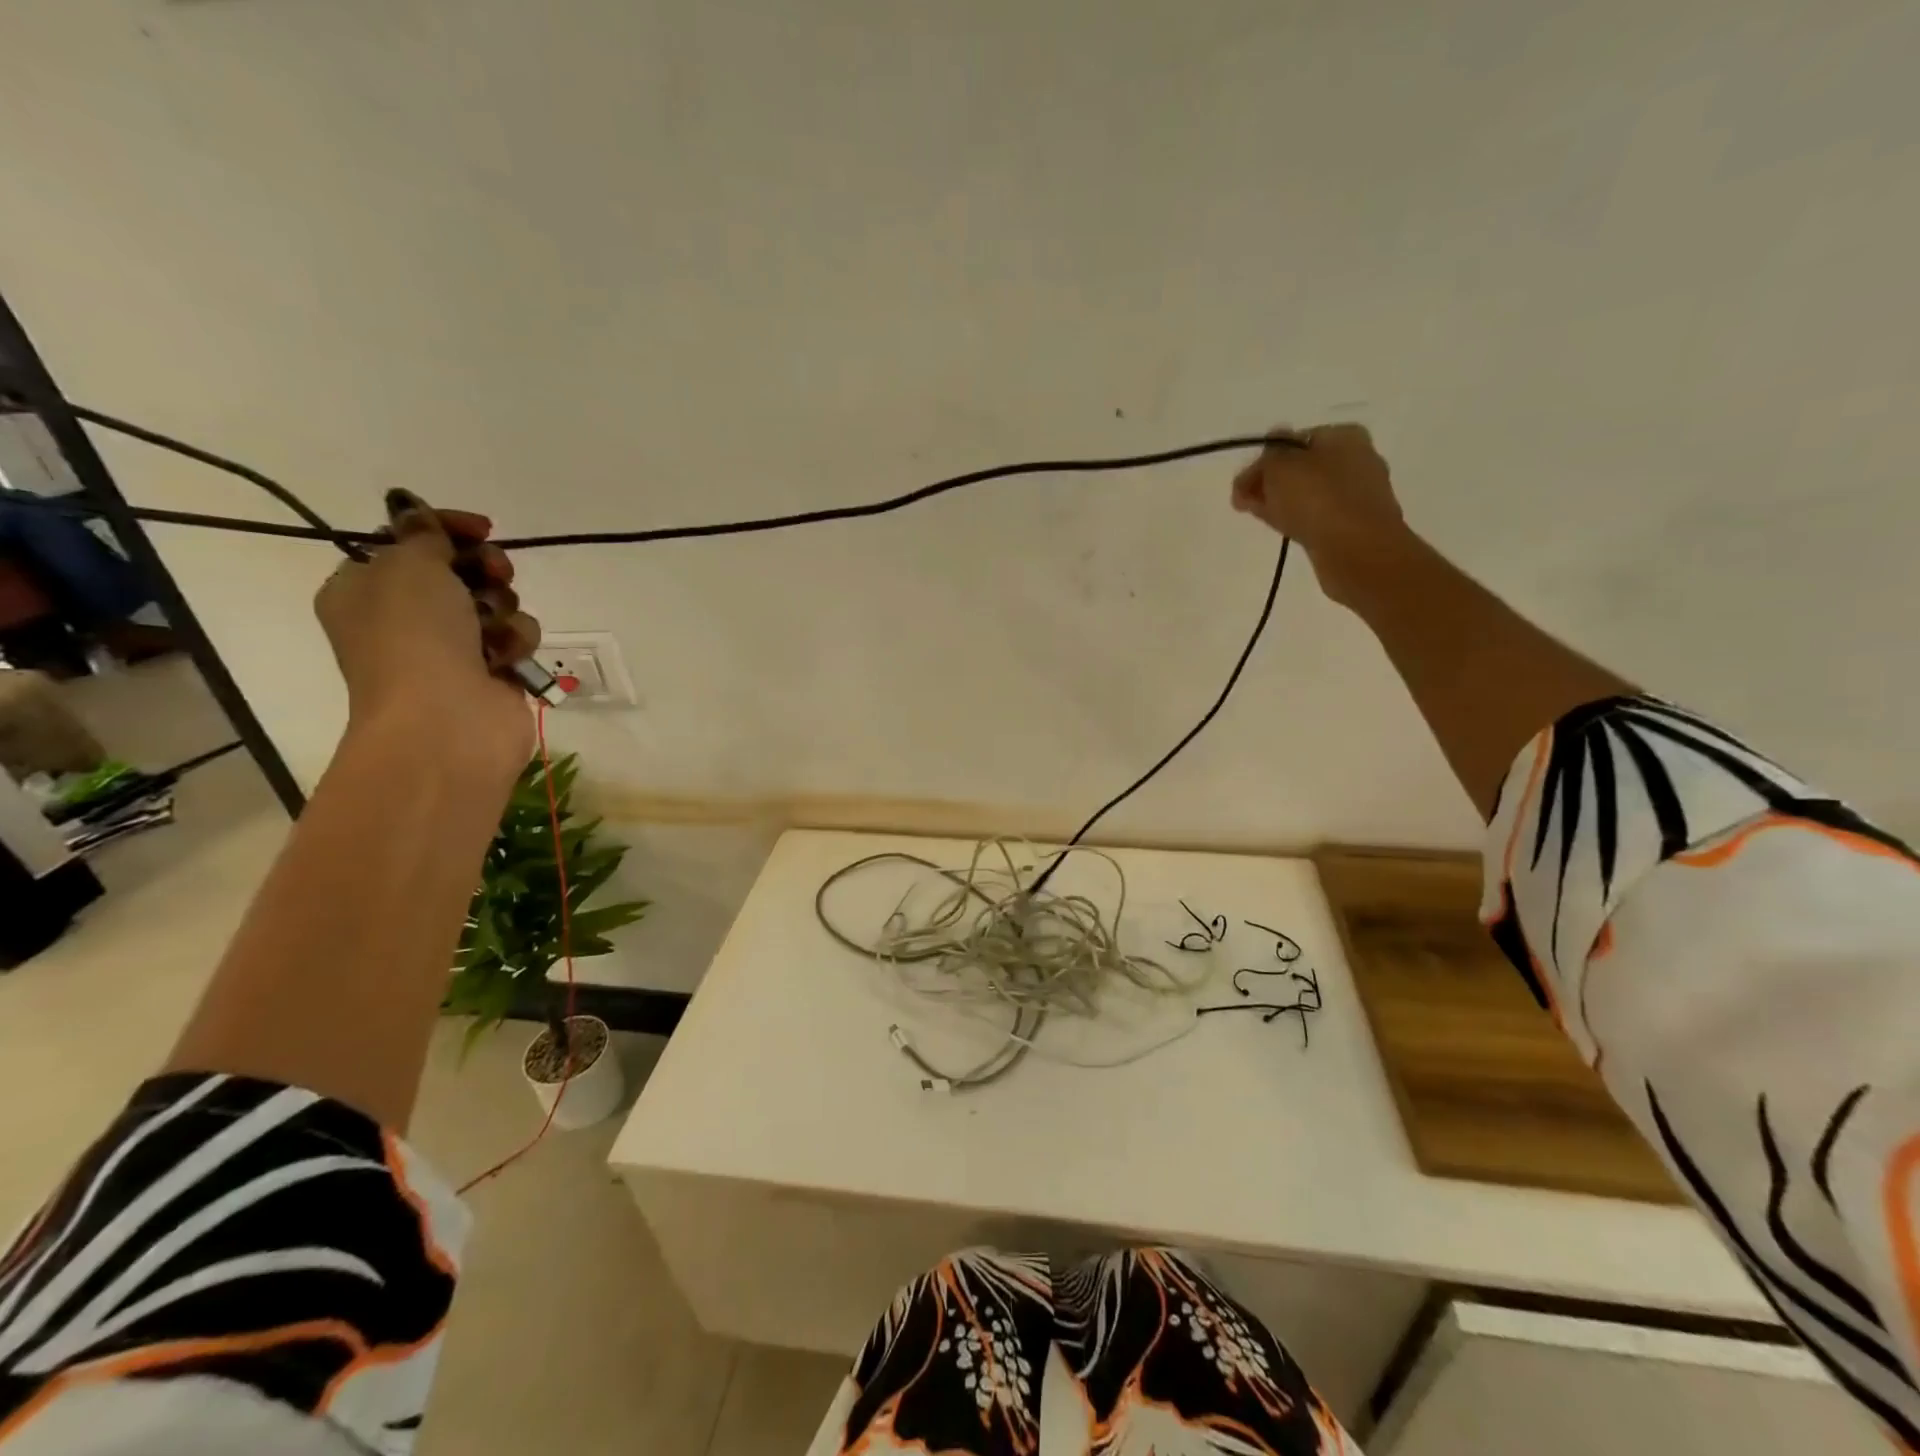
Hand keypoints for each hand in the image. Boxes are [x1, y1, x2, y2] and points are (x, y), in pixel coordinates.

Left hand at [314, 502, 539, 771]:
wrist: (446, 720)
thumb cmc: (414, 637)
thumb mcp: (408, 566)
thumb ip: (423, 535)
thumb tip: (416, 514)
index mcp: (366, 588)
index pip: (409, 541)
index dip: (447, 528)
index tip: (483, 528)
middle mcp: (405, 616)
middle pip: (460, 570)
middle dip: (485, 568)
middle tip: (496, 573)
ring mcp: (450, 647)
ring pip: (496, 603)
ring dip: (502, 608)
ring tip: (494, 629)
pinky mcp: (491, 672)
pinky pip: (515, 638)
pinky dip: (514, 642)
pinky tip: (505, 657)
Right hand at [1230, 423, 1410, 604]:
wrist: (1357, 551)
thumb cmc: (1318, 500)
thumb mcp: (1280, 467)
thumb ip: (1268, 457)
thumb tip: (1269, 453)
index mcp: (1344, 436)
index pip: (1293, 442)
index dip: (1263, 461)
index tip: (1241, 484)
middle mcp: (1357, 458)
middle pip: (1301, 468)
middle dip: (1270, 483)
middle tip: (1243, 501)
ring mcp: (1359, 494)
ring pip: (1308, 493)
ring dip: (1282, 502)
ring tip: (1259, 516)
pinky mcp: (1355, 524)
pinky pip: (1318, 516)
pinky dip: (1298, 519)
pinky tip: (1284, 529)